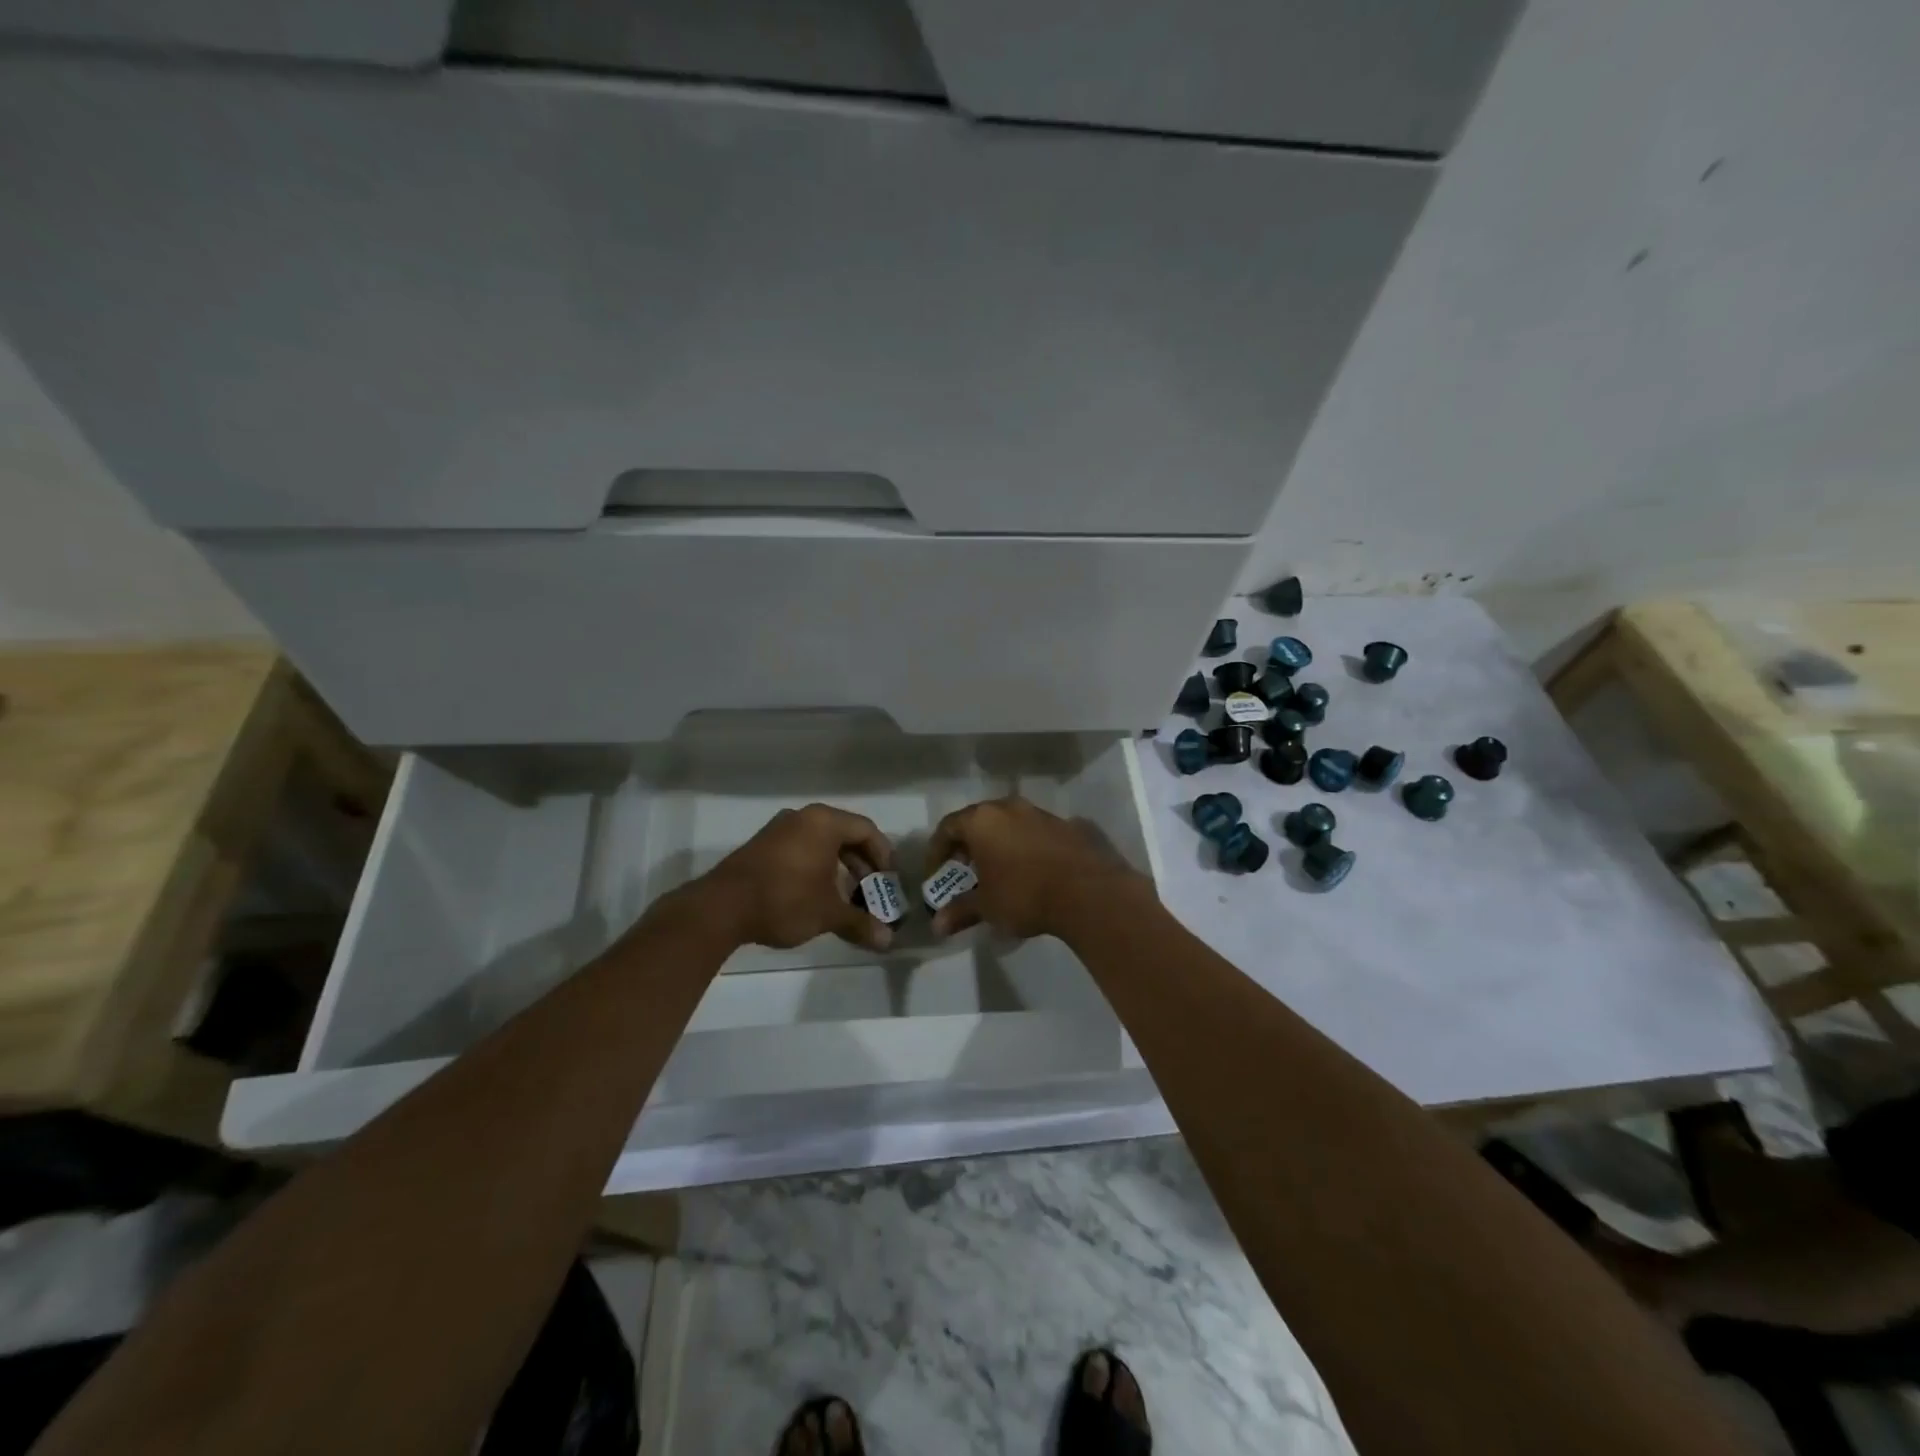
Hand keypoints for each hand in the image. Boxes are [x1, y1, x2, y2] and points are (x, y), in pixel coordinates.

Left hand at [697, 803, 897, 951]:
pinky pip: (801, 849)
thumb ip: (860, 923)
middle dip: (862, 865)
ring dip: (839, 868)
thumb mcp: (828, 913)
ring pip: (821, 843)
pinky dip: (816, 868)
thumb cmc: (785, 899)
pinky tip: (816, 895)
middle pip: (844, 835)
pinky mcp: (761, 846)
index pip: (867, 830)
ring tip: (846, 897)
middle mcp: (803, 818)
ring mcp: (778, 830)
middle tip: (871, 892)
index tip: (889, 881)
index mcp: (824, 822)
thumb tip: (888, 941)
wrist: (721, 908)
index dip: (884, 856)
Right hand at [925, 796, 1146, 939]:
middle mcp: (1009, 807)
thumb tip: (937, 925)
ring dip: (998, 845)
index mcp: (982, 820)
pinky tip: (1031, 873)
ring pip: (1008, 824)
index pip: (948, 827)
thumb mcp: (987, 907)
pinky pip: (1034, 833)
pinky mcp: (1066, 825)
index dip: (937, 851)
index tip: (936, 874)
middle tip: (965, 872)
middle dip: (968, 846)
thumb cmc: (1025, 894)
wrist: (1088, 891)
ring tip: (998, 874)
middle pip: (979, 821)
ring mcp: (1040, 813)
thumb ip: (960, 911)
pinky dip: (1024, 848)